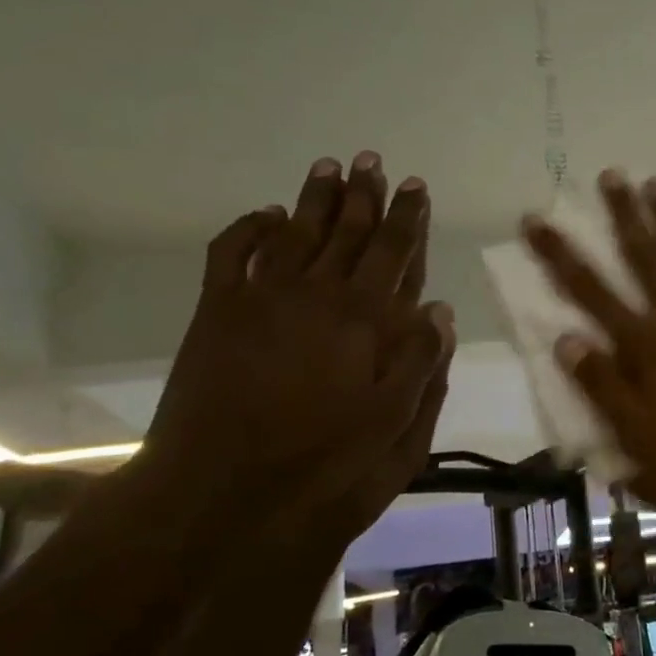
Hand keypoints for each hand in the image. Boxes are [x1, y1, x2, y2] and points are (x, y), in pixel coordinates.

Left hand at [145, 152, 453, 534]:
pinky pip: (232, 252)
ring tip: (329, 166)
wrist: (220, 494)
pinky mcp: (217, 312)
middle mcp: (319, 296)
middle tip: (372, 160)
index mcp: (367, 322)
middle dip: (364, 194)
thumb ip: (421, 366)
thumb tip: (438, 310)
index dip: (408, 218)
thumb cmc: (323, 468)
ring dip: (315, 198)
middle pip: (348, 231)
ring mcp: (263, 299)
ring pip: (296, 231)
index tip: (415, 186)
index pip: (395, 254)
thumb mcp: (397, 431)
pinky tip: (267, 214)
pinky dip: (250, 227)